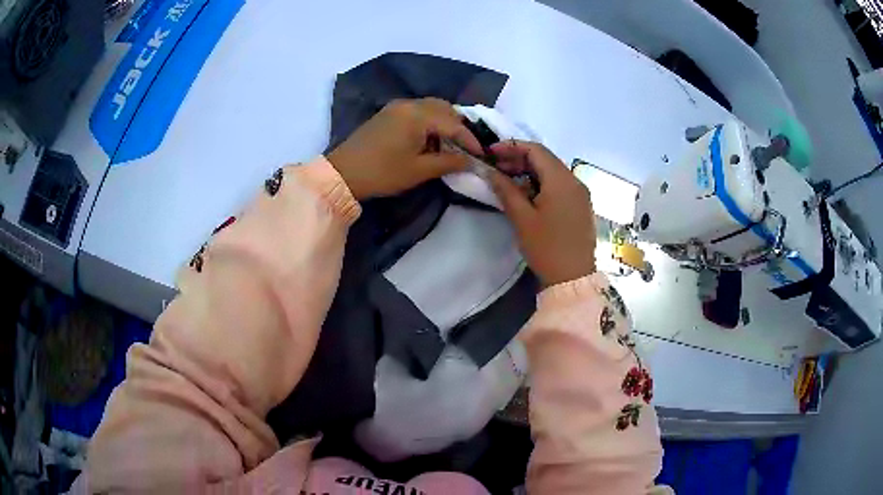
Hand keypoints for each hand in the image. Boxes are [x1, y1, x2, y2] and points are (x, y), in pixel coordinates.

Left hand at [327, 98, 482, 199]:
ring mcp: (397, 106)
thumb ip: (448, 162)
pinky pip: (417, 110)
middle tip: (466, 148)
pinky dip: (429, 121)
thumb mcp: (419, 170)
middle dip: (459, 127)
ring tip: (450, 144)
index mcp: (419, 115)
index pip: (454, 124)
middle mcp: (409, 104)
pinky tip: (430, 139)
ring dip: (444, 122)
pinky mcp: (388, 113)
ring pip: (431, 107)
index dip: (470, 140)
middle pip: (444, 109)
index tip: (481, 155)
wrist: (343, 173)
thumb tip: (470, 161)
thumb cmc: (382, 172)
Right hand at [488, 140, 595, 286]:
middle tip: (496, 169)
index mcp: (561, 180)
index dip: (511, 147)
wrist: (573, 278)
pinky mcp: (581, 205)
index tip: (491, 153)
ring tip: (507, 181)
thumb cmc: (546, 247)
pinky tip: (527, 194)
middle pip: (545, 159)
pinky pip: (560, 185)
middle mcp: (575, 181)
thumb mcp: (522, 218)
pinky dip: (541, 183)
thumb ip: (505, 190)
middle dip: (519, 159)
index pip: (535, 150)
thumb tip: (490, 171)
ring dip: (529, 172)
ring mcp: (580, 194)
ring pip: (552, 172)